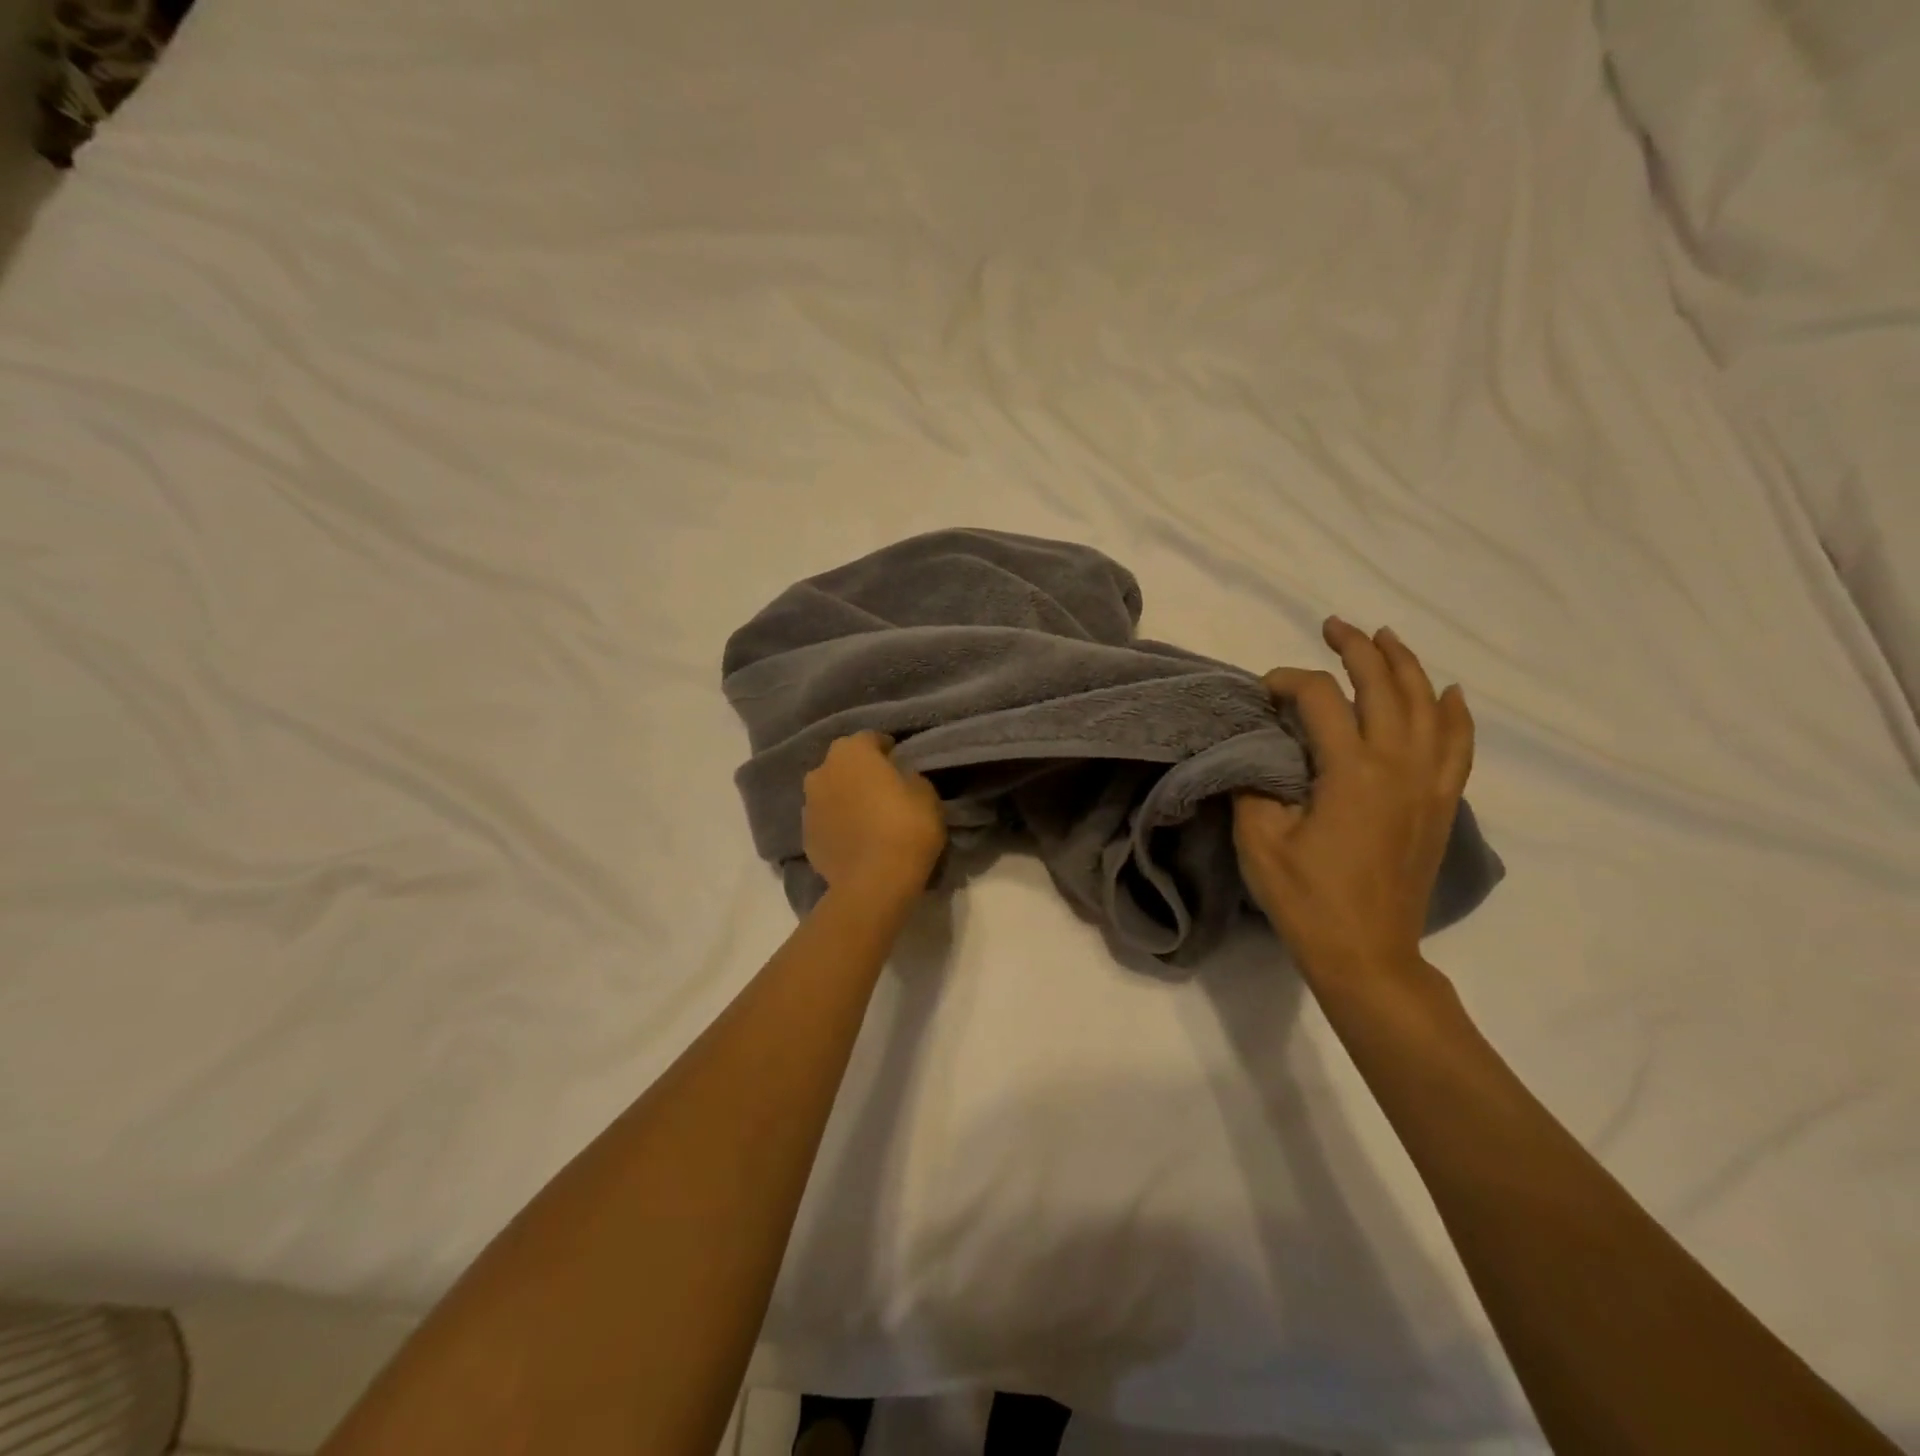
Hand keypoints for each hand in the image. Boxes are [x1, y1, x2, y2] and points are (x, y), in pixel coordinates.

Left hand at [803, 732, 946, 903]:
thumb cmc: (906, 826)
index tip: (900, 762)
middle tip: (883, 789)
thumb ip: (908, 776)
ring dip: (845, 797)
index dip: (888, 749)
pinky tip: (855, 838)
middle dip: (860, 772)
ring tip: (867, 816)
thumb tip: (898, 775)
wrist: (874, 882)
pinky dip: (837, 824)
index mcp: (851, 751)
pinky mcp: (805, 836)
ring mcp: (808, 804)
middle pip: (844, 764)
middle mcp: (822, 770)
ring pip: (830, 792)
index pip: (871, 738)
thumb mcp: (925, 793)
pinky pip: (826, 821)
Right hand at [1234, 618, 1474, 982]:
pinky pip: (1458, 745)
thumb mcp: (1259, 840)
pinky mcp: (1440, 804)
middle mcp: (1399, 765)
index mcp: (1351, 771)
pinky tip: (1448, 693)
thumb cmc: (1306, 898)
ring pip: (1428, 706)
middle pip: (1385, 687)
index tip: (1261, 692)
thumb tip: (1255, 752)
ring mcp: (1428, 784)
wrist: (1366, 954)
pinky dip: (1454, 713)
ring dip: (1406, 666)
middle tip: (1333, 626)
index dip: (1288, 682)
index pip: (1322, 699)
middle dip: (1357, 649)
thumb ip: (1253, 784)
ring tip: (1386, 639)